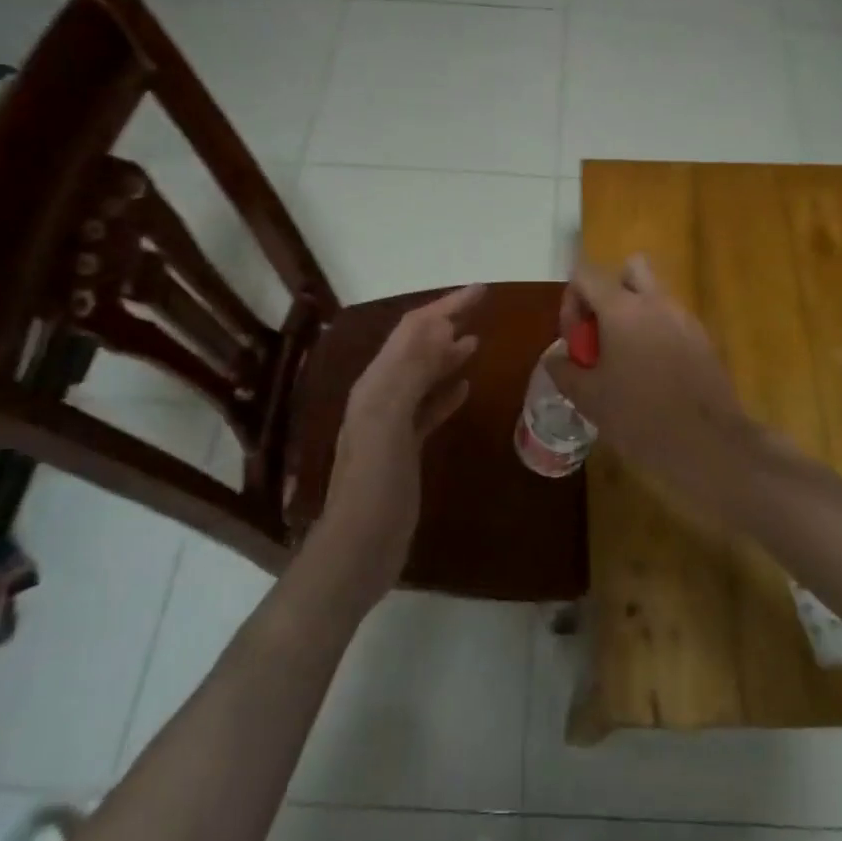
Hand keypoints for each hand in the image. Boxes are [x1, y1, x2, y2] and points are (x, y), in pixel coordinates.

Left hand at [316, 284, 484, 598]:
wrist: (358, 549)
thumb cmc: (374, 487)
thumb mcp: (388, 424)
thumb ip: (410, 374)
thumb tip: (441, 328)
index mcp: (377, 385)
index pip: (413, 331)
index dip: (445, 306)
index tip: (481, 290)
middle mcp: (382, 396)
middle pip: (417, 346)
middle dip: (447, 321)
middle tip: (483, 306)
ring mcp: (392, 423)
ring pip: (423, 374)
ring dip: (446, 353)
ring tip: (476, 340)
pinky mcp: (405, 447)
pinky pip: (428, 407)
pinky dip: (446, 391)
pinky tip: (465, 389)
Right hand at [545, 257, 752, 513]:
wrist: (707, 444)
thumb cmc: (639, 417)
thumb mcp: (588, 397)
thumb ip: (564, 369)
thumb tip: (557, 357)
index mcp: (622, 308)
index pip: (586, 273)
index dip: (572, 300)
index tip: (576, 340)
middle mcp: (656, 302)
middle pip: (629, 269)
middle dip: (610, 293)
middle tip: (602, 334)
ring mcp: (685, 318)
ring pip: (654, 295)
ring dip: (634, 314)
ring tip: (625, 360)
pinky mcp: (704, 339)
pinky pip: (673, 321)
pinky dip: (657, 334)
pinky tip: (653, 375)